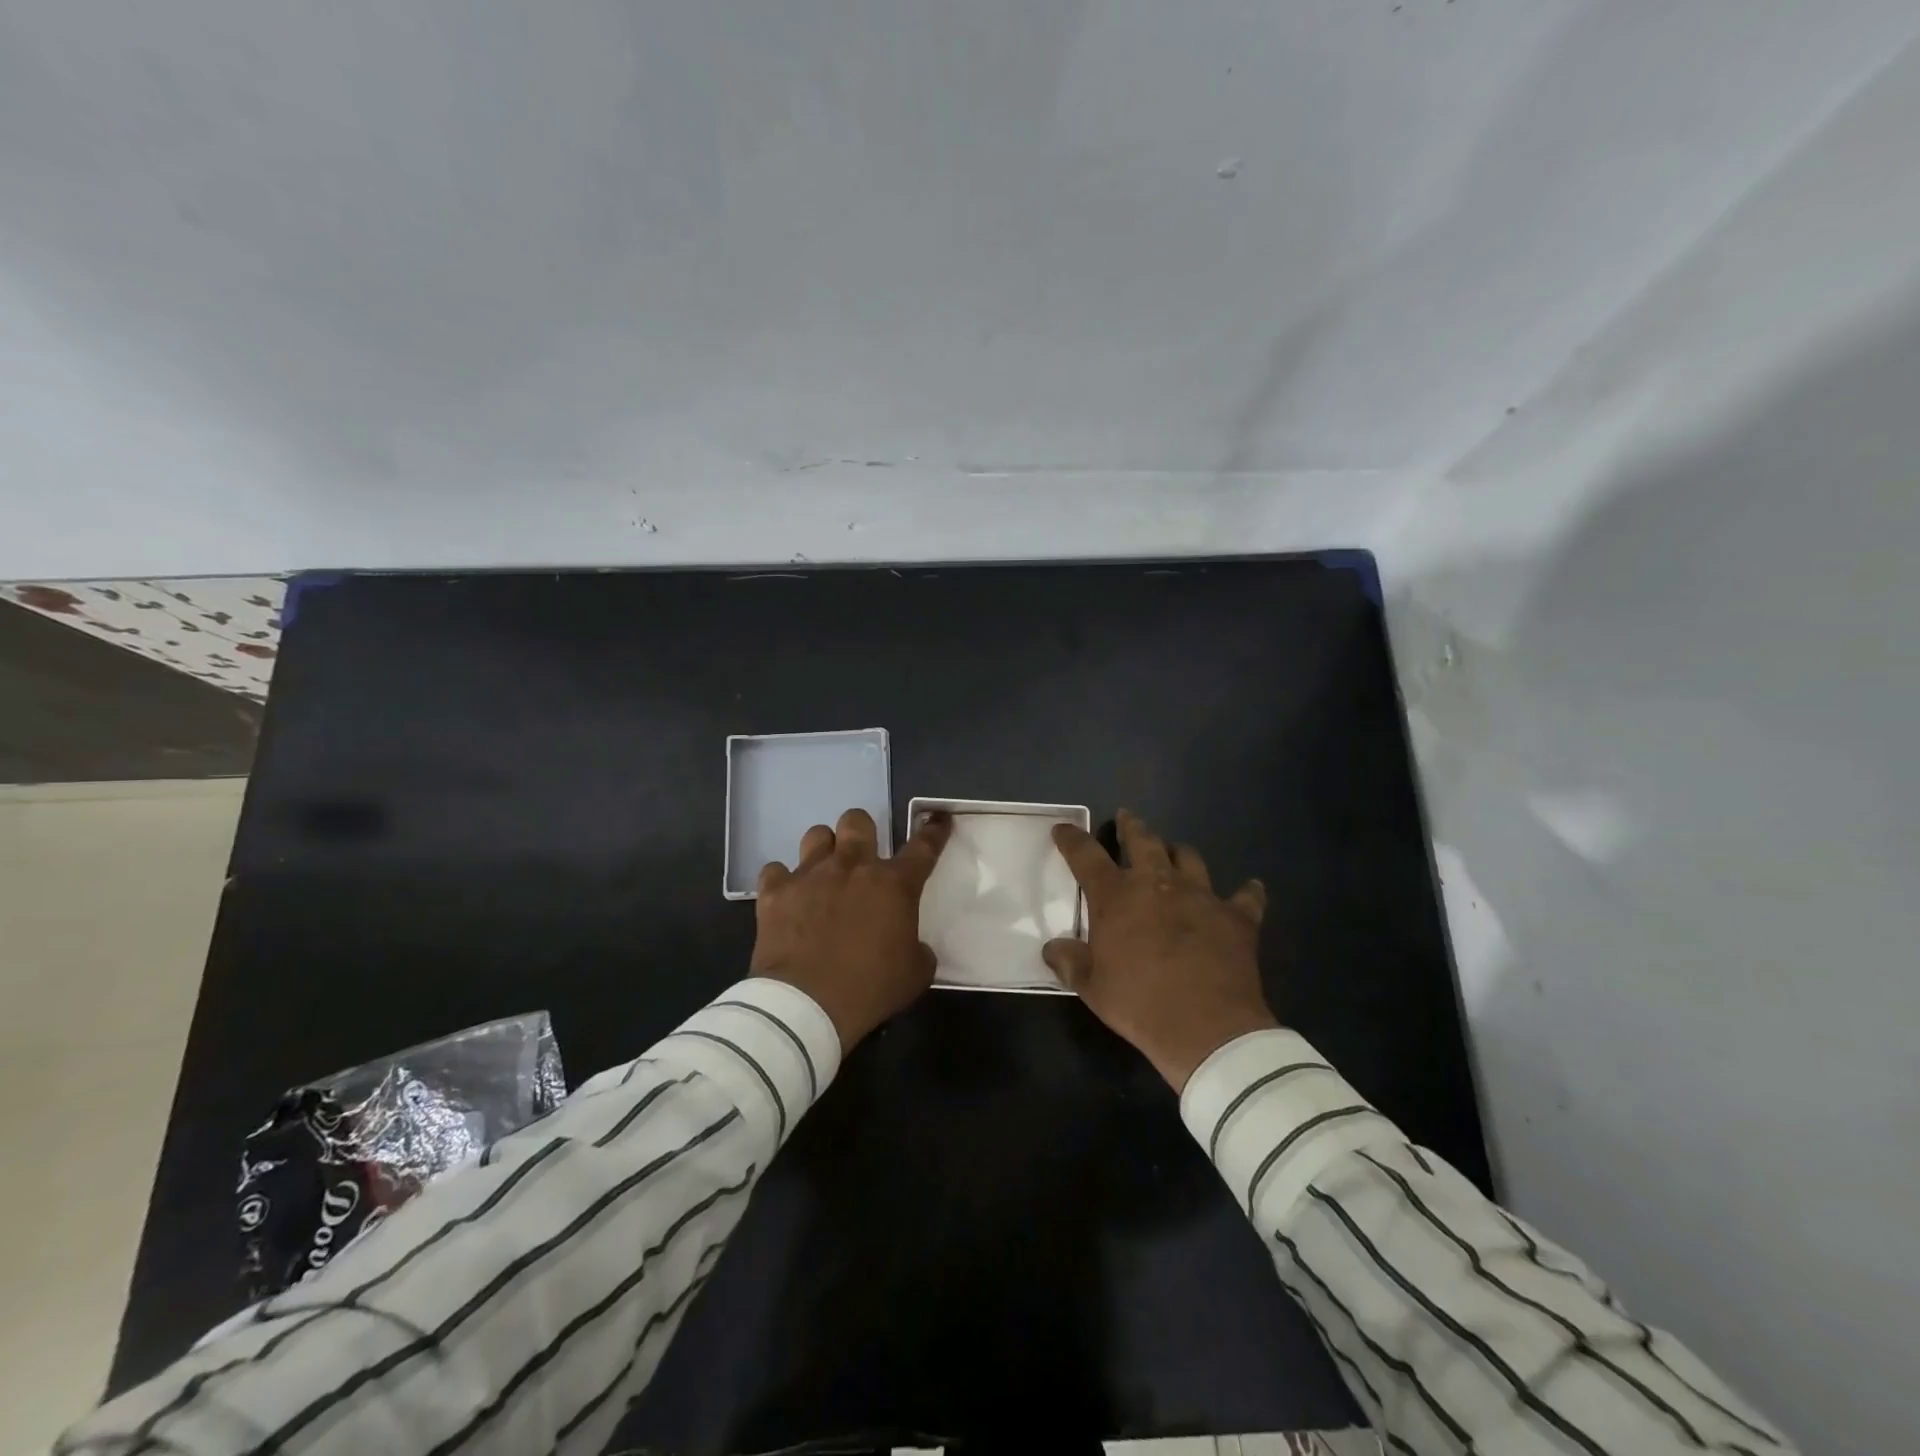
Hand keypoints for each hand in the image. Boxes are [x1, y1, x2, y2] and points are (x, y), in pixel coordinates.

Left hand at [751, 807, 951, 1049]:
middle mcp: (852, 867)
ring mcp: (810, 875)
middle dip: (862, 831)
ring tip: (824, 872)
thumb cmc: (869, 989)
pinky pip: (776, 871)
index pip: (923, 847)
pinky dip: (783, 882)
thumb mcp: (914, 974)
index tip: (938, 819)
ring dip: (824, 850)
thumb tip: (913, 946)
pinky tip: (788, 898)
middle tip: (862, 856)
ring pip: (816, 835)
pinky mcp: (775, 892)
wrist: (806, 1005)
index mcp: (893, 885)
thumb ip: (919, 950)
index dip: (933, 831)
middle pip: (857, 821)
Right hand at [1044, 809, 1275, 1090]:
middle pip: (1143, 841)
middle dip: (1132, 827)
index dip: (1072, 840)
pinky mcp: (1236, 917)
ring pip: (1190, 858)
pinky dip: (1247, 891)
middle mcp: (1157, 884)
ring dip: (1179, 852)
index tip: (1063, 829)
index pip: (1086, 856)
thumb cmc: (1139, 1004)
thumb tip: (1053, 948)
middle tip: (1127, 819)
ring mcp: (1201, 896)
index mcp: (1116, 897)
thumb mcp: (1092, 987)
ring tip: (1175, 851)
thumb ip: (1070, 961)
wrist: (1207, 1028)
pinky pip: (1246, 896)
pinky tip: (1250, 888)